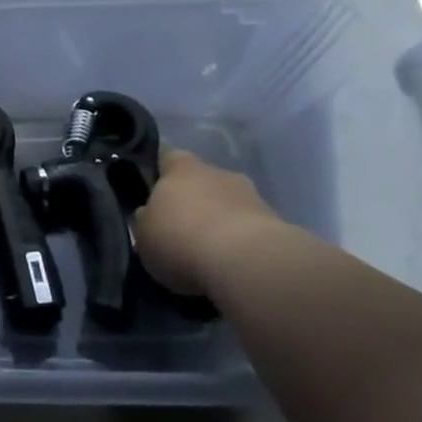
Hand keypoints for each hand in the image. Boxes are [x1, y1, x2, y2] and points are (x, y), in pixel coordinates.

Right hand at [130, 147, 284, 295]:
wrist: (248, 263)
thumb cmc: (181, 239)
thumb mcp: (144, 234)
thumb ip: (146, 220)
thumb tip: (149, 214)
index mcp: (181, 167)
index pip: (166, 156)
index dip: (159, 169)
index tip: (151, 185)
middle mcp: (218, 173)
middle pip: (201, 180)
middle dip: (193, 198)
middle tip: (179, 225)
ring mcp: (252, 197)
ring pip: (228, 204)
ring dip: (219, 221)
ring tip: (207, 251)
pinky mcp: (278, 226)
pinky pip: (249, 229)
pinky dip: (240, 242)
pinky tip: (230, 264)